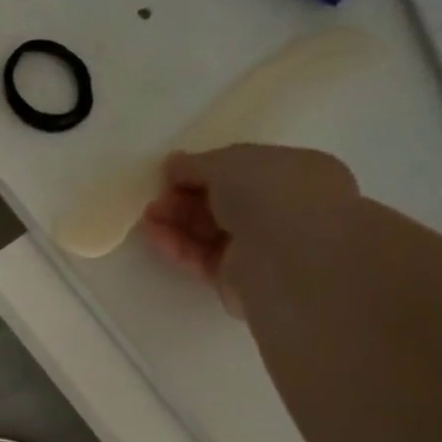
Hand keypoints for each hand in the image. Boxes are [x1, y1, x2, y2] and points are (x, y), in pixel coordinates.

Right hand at [141, 145, 356, 315]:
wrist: (290, 259)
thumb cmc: (272, 194)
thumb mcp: (228, 162)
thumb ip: (196, 163)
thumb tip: (173, 164)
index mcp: (294, 173)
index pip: (243, 169)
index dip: (204, 169)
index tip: (171, 172)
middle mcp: (281, 210)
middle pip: (221, 202)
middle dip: (185, 198)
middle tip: (156, 197)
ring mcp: (260, 247)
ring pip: (209, 231)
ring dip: (176, 221)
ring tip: (148, 216)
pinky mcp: (238, 279)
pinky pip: (202, 258)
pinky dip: (178, 246)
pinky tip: (154, 235)